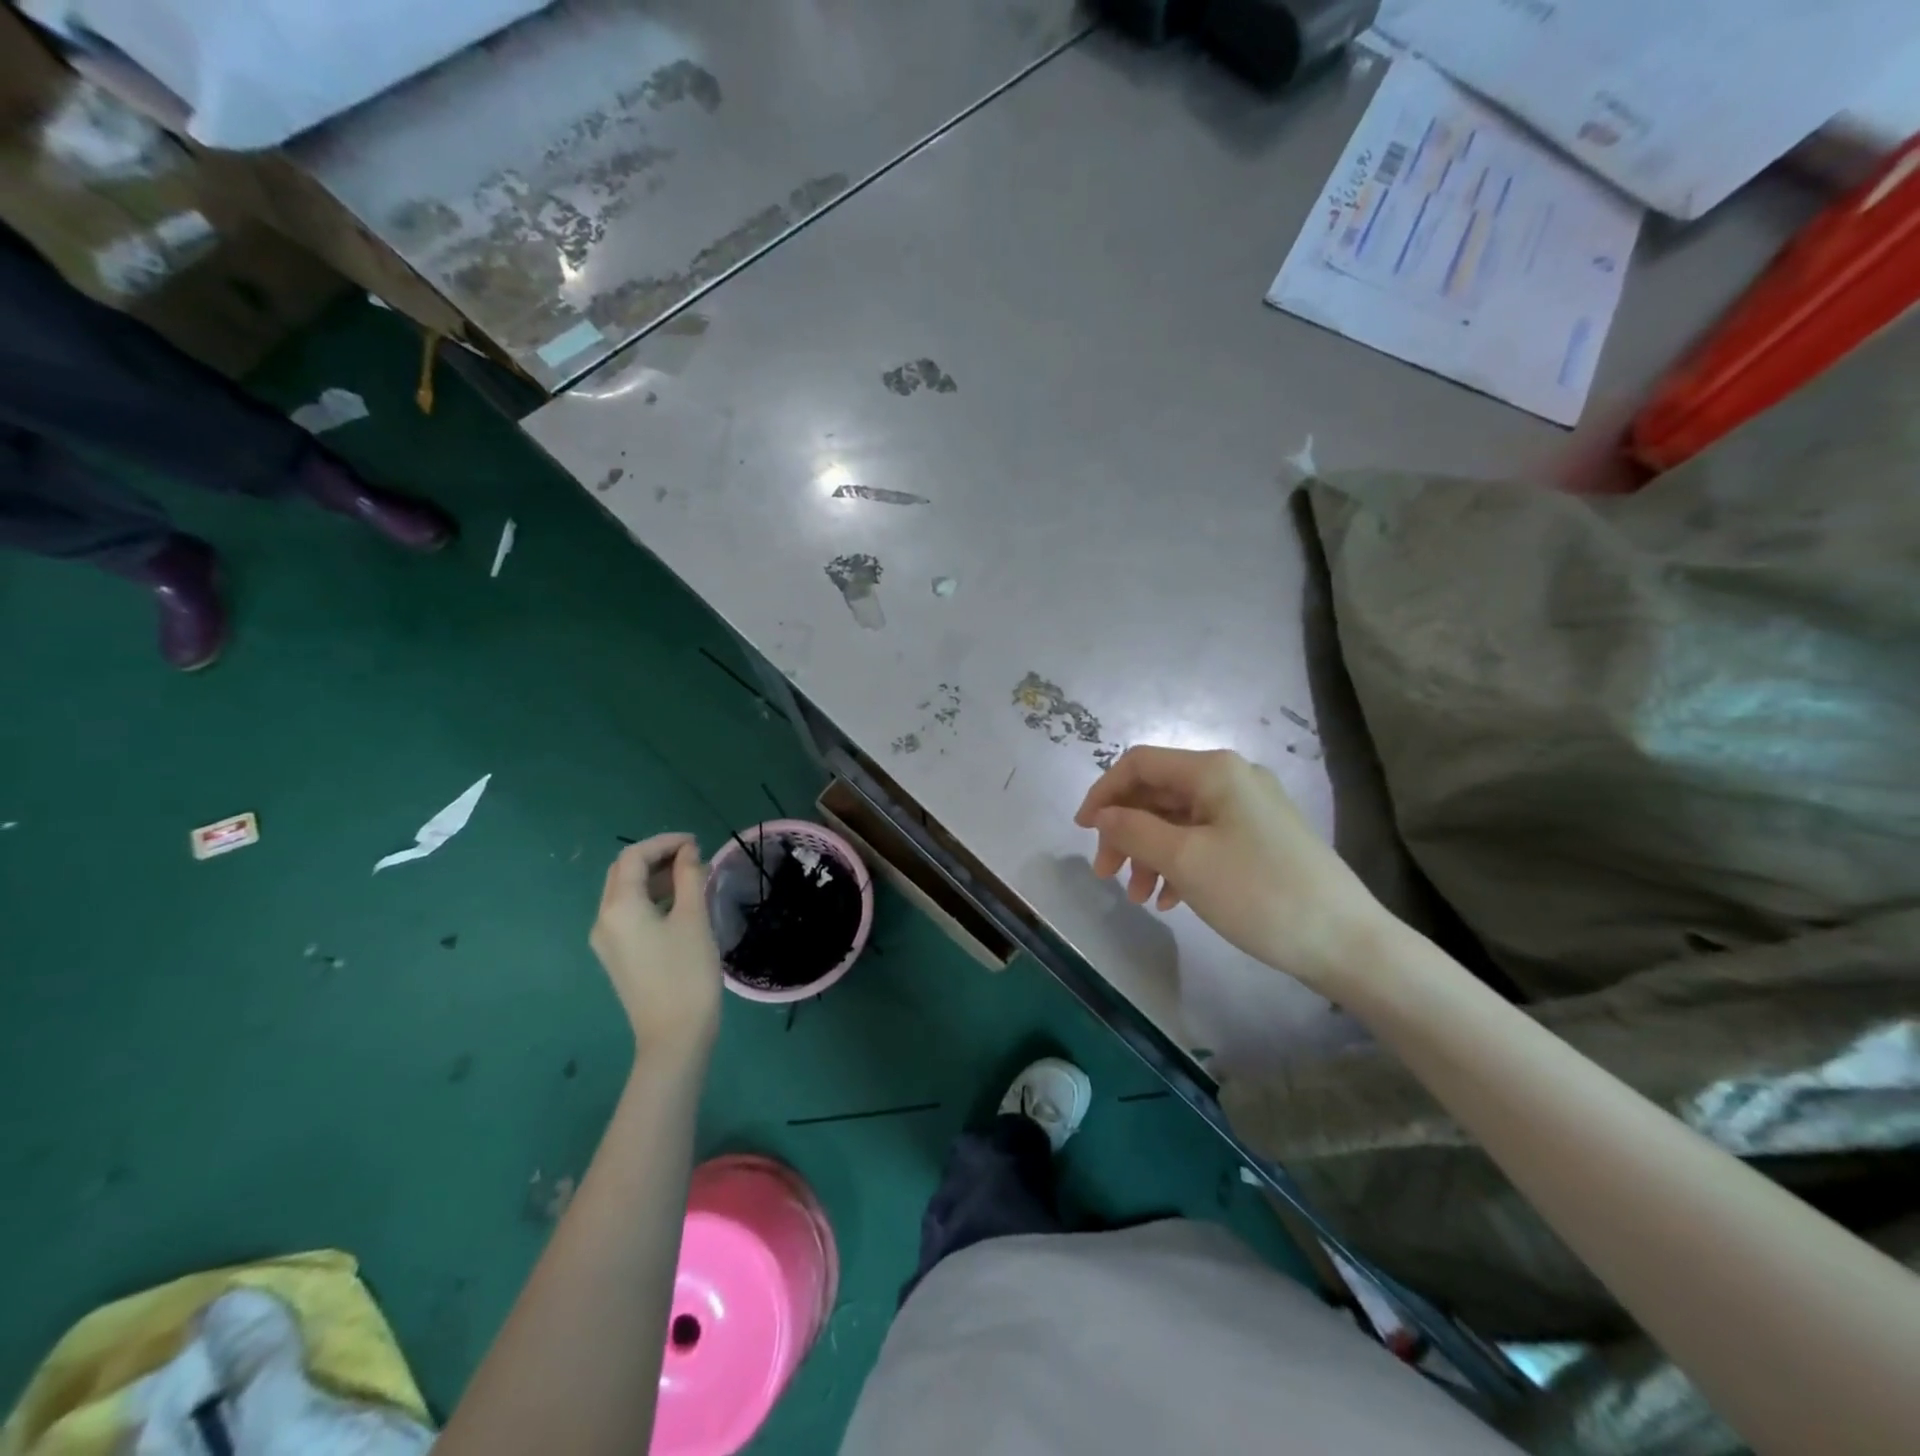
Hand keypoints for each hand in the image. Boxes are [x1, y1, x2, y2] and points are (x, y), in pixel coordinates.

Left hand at [589, 835, 723, 1059]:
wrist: (674, 1035)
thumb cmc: (687, 973)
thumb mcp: (693, 918)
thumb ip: (690, 878)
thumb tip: (688, 852)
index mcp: (619, 907)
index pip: (633, 857)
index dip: (664, 842)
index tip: (696, 842)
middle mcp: (603, 919)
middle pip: (623, 873)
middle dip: (656, 857)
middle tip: (693, 855)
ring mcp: (606, 940)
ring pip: (624, 893)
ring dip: (654, 877)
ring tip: (691, 875)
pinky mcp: (617, 956)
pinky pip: (628, 913)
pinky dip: (651, 898)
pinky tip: (679, 902)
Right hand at [1075, 746, 1386, 991]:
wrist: (1346, 941)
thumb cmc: (1258, 892)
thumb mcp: (1184, 860)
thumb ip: (1134, 830)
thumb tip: (1103, 815)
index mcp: (1213, 771)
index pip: (1140, 764)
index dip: (1104, 792)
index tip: (1082, 832)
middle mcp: (1231, 779)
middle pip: (1158, 794)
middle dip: (1126, 832)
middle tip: (1107, 875)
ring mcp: (1250, 810)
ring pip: (1179, 821)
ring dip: (1149, 853)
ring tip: (1140, 897)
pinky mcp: (1261, 839)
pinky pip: (1204, 840)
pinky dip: (1179, 864)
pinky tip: (1171, 900)